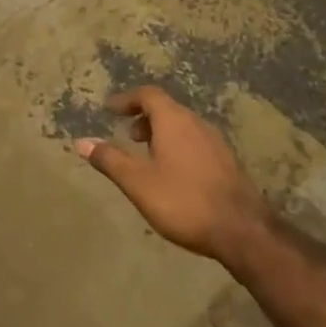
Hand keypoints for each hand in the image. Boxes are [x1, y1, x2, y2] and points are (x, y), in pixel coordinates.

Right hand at [76, 87, 270, 264]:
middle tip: (129, 136)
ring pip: (183, 126)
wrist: (244, 232)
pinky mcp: (228, 163)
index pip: (147, 95)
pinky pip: (196, 142)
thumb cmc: (184, 201)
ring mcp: (216, 142)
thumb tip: (81, 142)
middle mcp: (196, 123)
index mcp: (174, 120)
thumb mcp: (138, 182)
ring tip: (149, 157)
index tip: (110, 110)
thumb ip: (110, 160)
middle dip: (144, 118)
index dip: (126, 99)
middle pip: (167, 108)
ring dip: (163, 133)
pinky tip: (176, 174)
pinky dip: (179, 146)